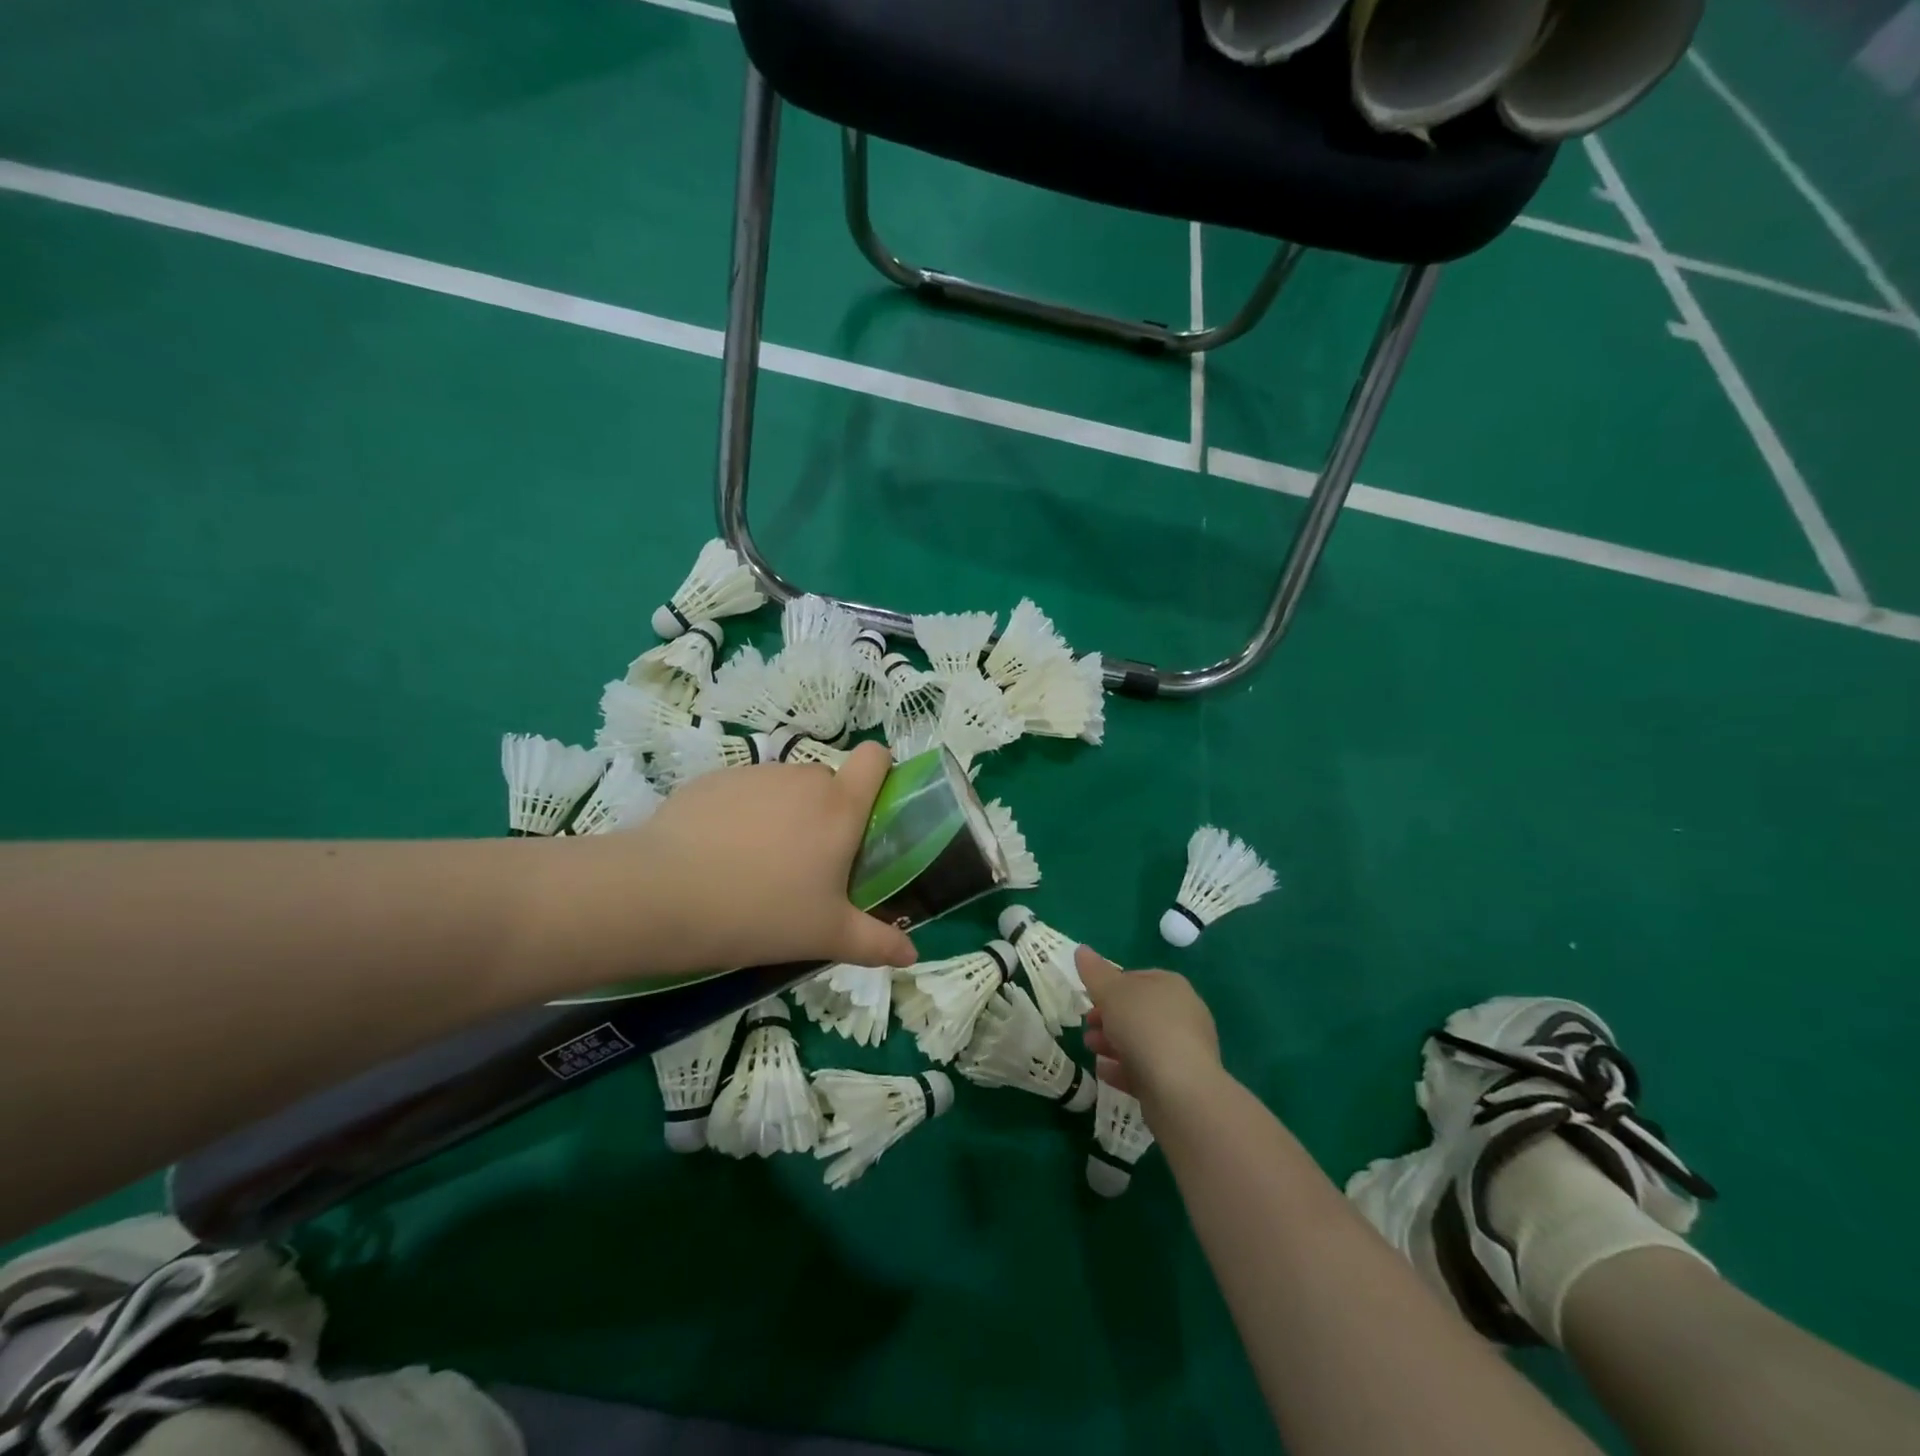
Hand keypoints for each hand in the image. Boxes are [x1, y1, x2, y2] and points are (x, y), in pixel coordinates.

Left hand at [542, 743, 917, 986]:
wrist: (664, 896)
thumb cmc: (762, 913)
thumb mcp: (825, 936)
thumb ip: (876, 943)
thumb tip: (913, 956)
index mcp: (840, 807)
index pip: (875, 757)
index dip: (879, 772)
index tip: (869, 810)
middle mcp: (802, 778)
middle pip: (828, 781)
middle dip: (825, 813)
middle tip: (806, 864)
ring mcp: (755, 774)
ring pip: (783, 788)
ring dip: (782, 814)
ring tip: (755, 865)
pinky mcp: (712, 779)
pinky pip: (742, 792)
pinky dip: (740, 814)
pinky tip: (716, 855)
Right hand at [1076, 946, 1220, 1105]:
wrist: (1180, 1089)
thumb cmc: (1145, 1027)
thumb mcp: (1112, 992)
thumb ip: (1095, 972)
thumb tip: (1081, 949)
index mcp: (1172, 986)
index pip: (1138, 978)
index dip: (1111, 985)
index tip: (1090, 997)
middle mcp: (1183, 1014)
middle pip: (1139, 1011)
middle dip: (1109, 1017)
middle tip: (1087, 1025)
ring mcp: (1184, 1050)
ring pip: (1141, 1042)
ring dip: (1112, 1043)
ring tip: (1090, 1048)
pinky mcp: (1180, 1082)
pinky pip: (1146, 1070)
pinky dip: (1123, 1069)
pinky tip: (1103, 1072)